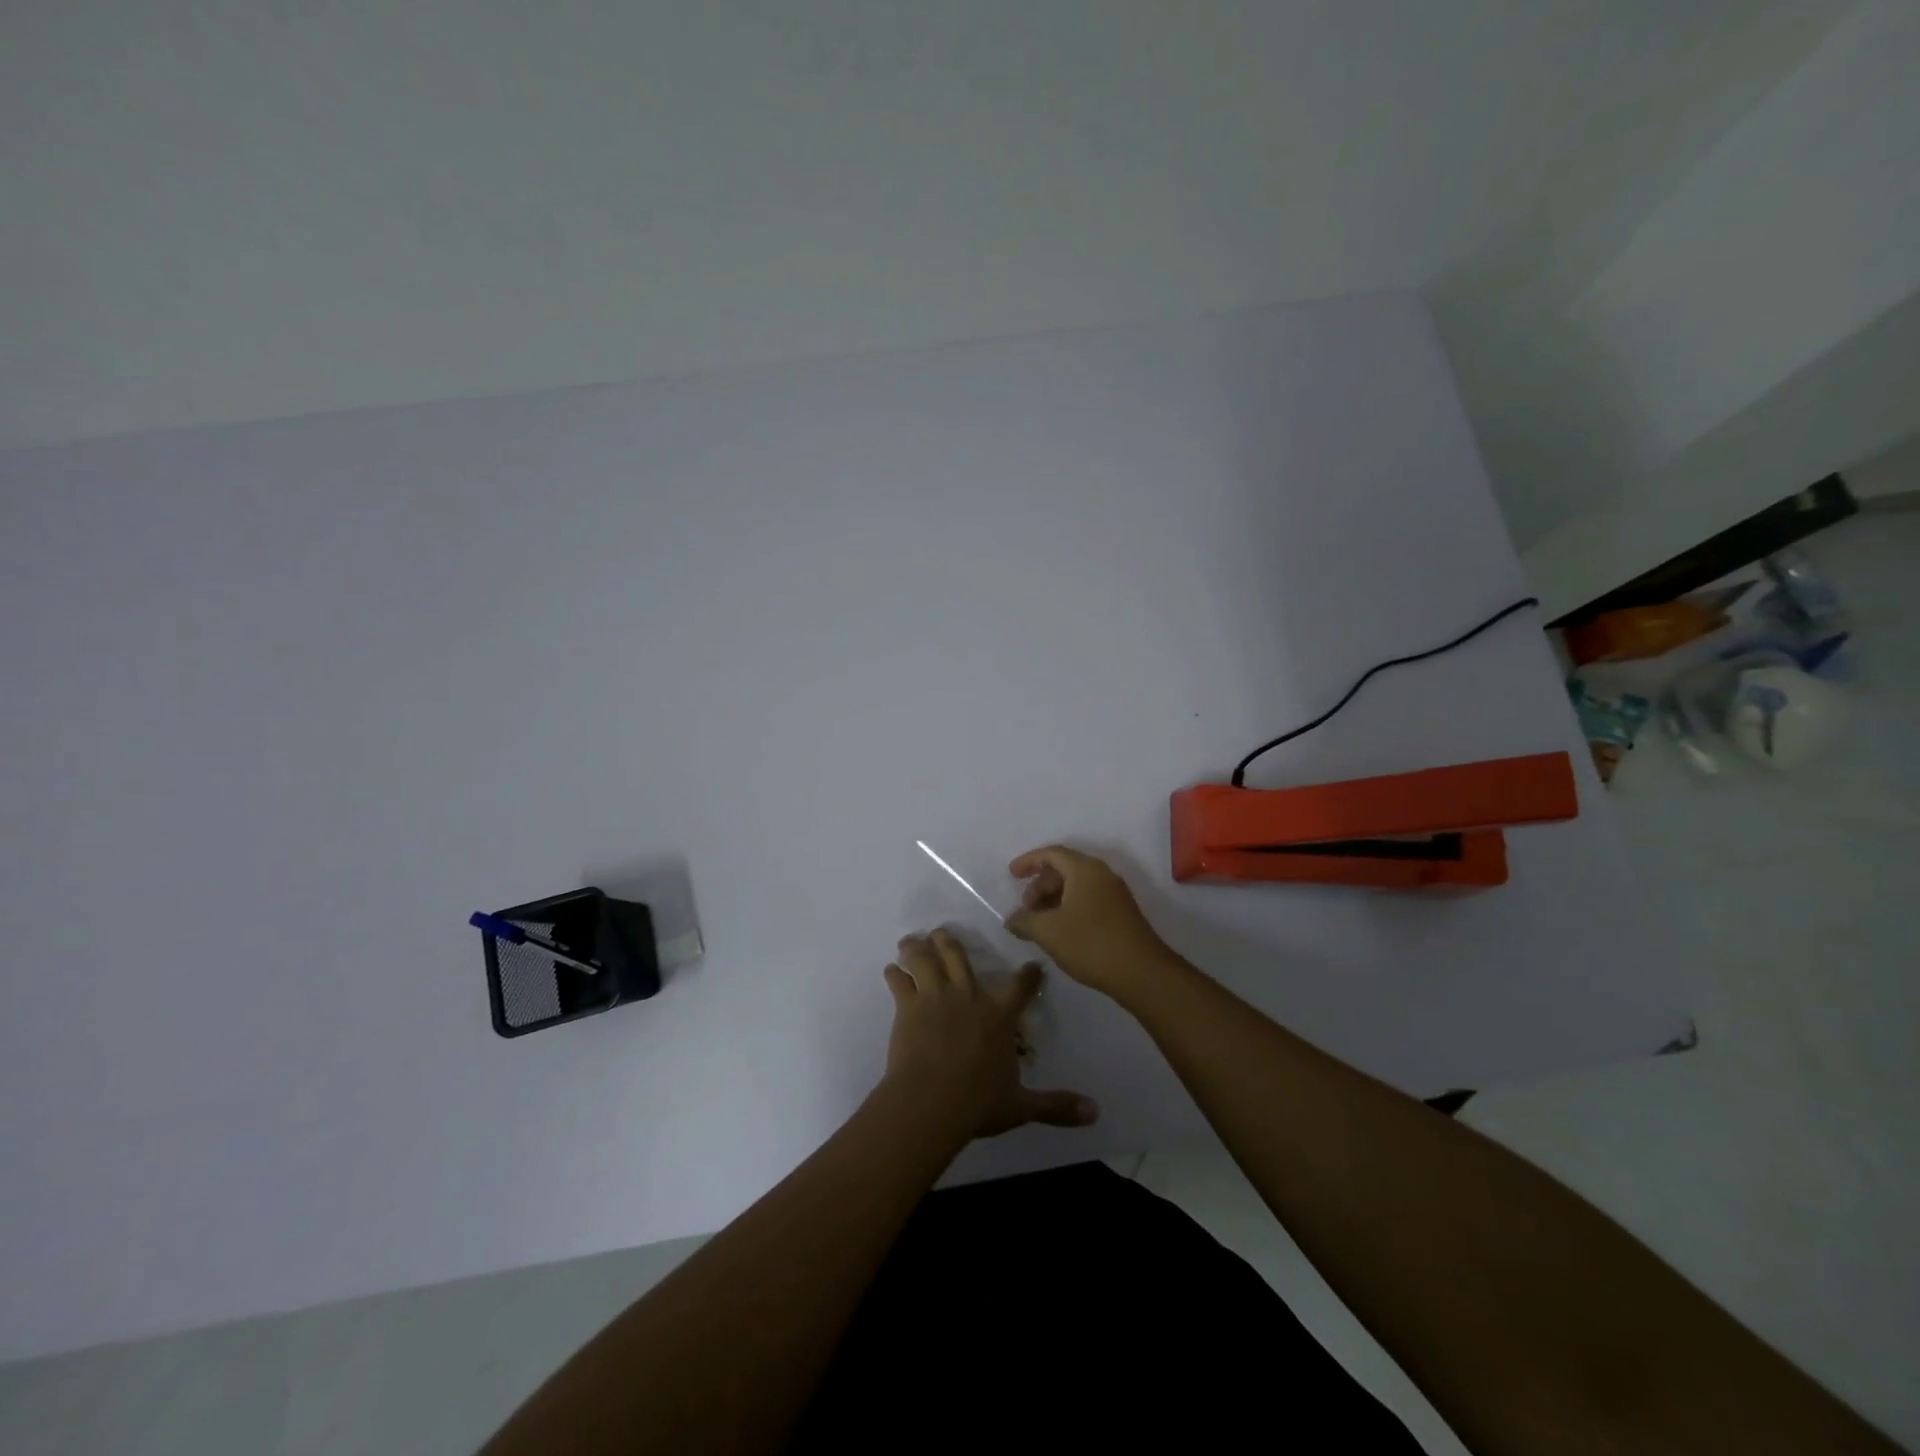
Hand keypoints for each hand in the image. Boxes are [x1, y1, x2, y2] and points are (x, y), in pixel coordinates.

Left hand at [882, 929, 1098, 1139]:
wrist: (931, 1101)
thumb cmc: (978, 1102)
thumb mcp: (1021, 1106)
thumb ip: (1055, 1106)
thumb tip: (1095, 1114)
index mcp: (999, 1016)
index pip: (1019, 987)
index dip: (1028, 975)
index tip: (1032, 965)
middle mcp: (968, 996)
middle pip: (959, 956)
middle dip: (950, 941)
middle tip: (942, 932)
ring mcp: (936, 997)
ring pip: (926, 959)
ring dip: (917, 947)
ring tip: (910, 941)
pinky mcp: (909, 1005)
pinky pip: (900, 981)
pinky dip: (895, 974)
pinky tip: (890, 970)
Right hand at [1005, 845, 1172, 995]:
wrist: (1142, 972)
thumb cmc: (1090, 943)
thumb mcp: (1048, 932)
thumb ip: (1024, 921)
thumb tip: (1011, 920)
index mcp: (1085, 869)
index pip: (1052, 853)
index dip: (1028, 861)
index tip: (1011, 875)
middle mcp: (1102, 875)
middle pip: (1064, 869)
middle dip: (1040, 885)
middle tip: (1026, 909)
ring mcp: (1115, 894)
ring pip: (1076, 886)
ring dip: (1054, 899)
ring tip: (1040, 923)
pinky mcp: (1122, 914)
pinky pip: (1088, 900)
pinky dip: (1069, 908)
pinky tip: (1060, 932)